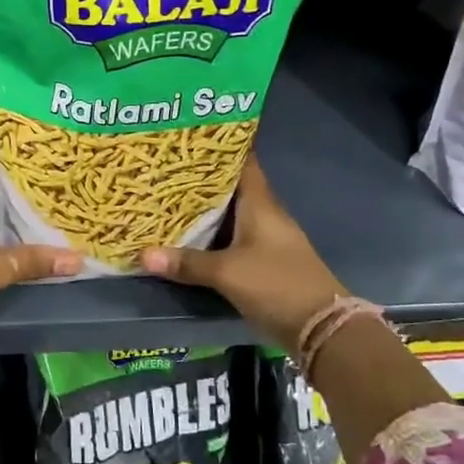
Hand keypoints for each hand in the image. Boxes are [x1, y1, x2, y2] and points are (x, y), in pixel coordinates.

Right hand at [141, 155, 348, 351]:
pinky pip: (231, 237)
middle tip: (165, 166)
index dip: (220, 146)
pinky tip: (186, 234)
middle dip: (201, 177)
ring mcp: (265, 238)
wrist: (321, 328)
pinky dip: (210, 233)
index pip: (242, 162)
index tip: (191, 135)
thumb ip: (186, 263)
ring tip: (166, 195)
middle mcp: (264, 215)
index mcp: (260, 204)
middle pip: (231, 187)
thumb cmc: (277, 284)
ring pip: (229, 213)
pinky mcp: (262, 261)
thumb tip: (142, 254)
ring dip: (204, 207)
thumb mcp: (227, 273)